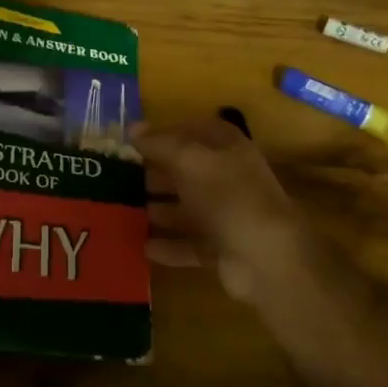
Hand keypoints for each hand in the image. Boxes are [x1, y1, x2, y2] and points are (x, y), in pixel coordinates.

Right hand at [133, 116, 310, 303]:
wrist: (264, 258)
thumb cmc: (227, 196)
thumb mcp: (189, 160)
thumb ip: (160, 144)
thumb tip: (132, 129)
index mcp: (229, 149)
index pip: (197, 130)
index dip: (168, 132)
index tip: (136, 141)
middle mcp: (231, 179)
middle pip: (190, 170)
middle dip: (158, 173)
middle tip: (123, 177)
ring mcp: (228, 215)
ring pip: (188, 208)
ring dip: (160, 210)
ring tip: (126, 211)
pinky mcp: (223, 248)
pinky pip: (190, 244)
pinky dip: (169, 245)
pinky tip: (143, 247)